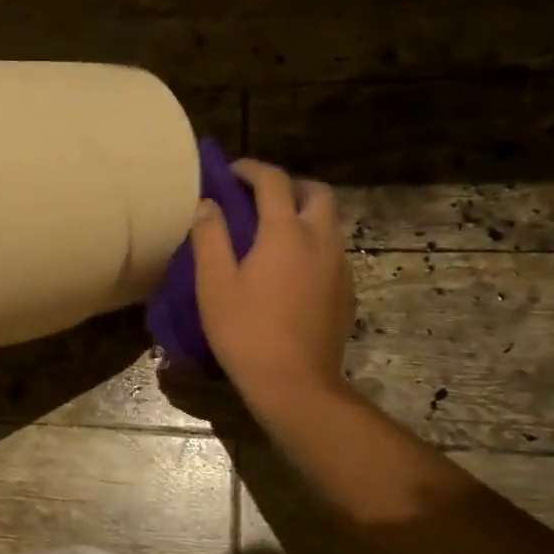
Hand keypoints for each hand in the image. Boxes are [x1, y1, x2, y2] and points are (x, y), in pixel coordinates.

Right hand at [190, 158, 354, 413]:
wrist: (295, 384)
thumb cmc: (246, 331)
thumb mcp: (214, 284)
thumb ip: (209, 237)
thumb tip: (207, 204)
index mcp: (285, 232)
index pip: (273, 181)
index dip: (251, 169)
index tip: (230, 172)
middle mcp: (320, 240)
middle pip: (316, 192)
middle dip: (289, 185)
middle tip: (259, 198)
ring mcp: (339, 266)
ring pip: (328, 222)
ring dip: (303, 214)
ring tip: (272, 233)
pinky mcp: (346, 292)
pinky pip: (332, 252)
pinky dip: (312, 244)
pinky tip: (290, 271)